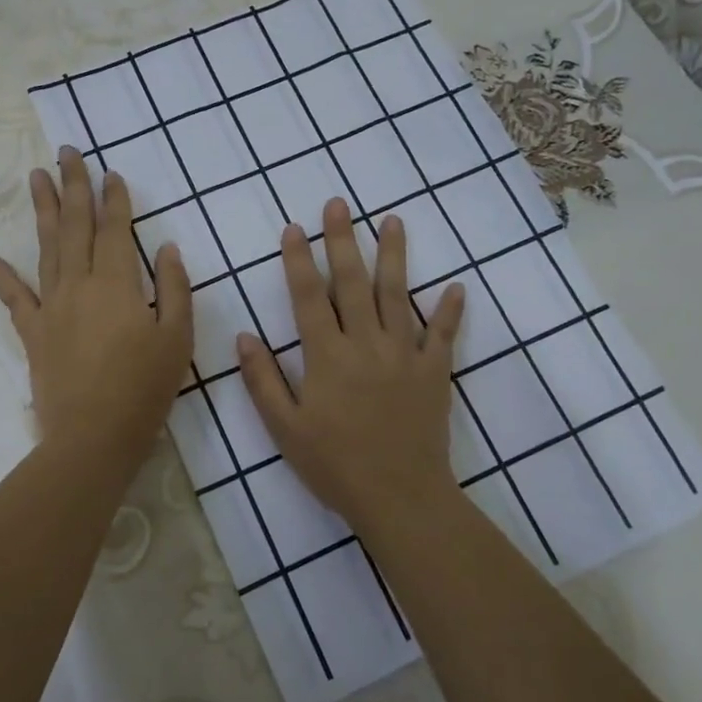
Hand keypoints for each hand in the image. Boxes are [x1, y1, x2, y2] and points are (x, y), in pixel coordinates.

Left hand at [0, 148, 191, 460]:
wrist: (94, 436)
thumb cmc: (145, 389)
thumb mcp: (178, 339)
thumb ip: (176, 290)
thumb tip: (169, 248)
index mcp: (118, 284)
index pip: (114, 230)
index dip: (114, 200)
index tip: (110, 173)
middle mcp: (80, 285)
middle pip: (75, 227)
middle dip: (74, 186)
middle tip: (68, 152)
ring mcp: (52, 308)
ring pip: (46, 249)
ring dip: (42, 211)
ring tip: (36, 177)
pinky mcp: (35, 334)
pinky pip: (16, 299)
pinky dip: (3, 277)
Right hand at [236, 199, 465, 533]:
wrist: (400, 497)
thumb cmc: (336, 465)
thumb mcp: (286, 429)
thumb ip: (263, 381)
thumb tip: (244, 337)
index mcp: (327, 356)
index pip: (309, 296)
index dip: (299, 260)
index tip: (293, 228)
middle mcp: (366, 343)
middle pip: (354, 282)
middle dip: (343, 240)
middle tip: (338, 204)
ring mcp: (405, 354)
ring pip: (399, 295)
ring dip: (394, 255)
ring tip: (393, 221)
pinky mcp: (434, 372)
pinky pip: (443, 335)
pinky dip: (449, 310)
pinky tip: (456, 287)